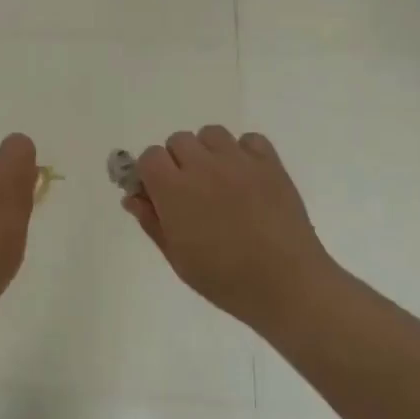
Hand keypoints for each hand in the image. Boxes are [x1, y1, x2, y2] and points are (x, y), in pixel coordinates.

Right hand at [124, 127, 341, 324]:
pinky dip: (244, 152)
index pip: (149, 156)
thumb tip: (133, 197)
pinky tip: (247, 178)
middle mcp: (203, 166)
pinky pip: (249, 140)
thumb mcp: (177, 257)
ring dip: (208, 152)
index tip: (159, 194)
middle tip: (190, 192)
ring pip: (211, 134)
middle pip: (178, 140)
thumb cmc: (224, 279)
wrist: (286, 284)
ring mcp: (239, 161)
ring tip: (219, 181)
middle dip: (178, 161)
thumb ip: (152, 221)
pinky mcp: (270, 163)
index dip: (151, 173)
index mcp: (174, 189)